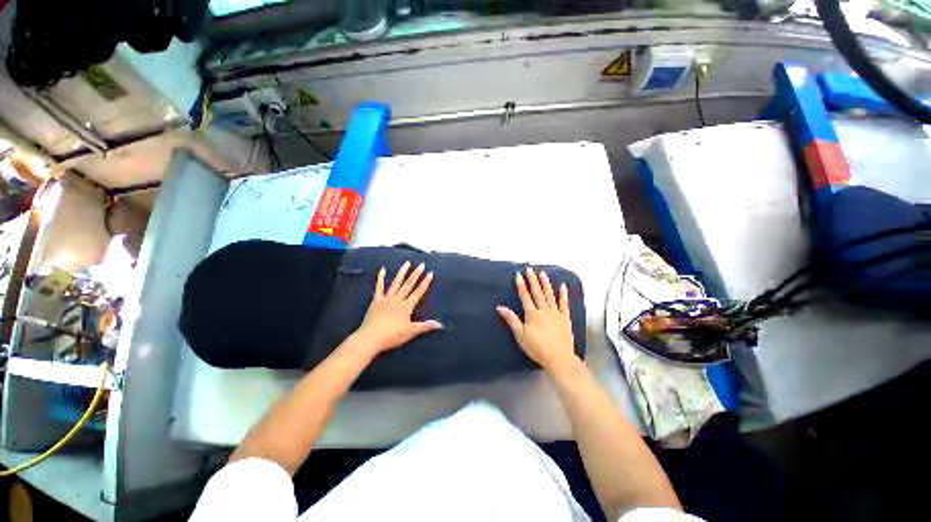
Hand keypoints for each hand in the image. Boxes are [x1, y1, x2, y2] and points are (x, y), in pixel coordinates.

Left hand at [351, 261, 441, 355]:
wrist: (370, 338)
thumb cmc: (392, 336)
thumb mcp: (411, 332)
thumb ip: (425, 326)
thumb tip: (440, 324)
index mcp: (406, 306)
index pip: (418, 292)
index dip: (425, 283)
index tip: (430, 273)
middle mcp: (397, 299)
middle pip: (408, 285)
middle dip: (416, 274)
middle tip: (421, 264)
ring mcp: (386, 299)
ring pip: (396, 283)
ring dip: (402, 272)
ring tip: (406, 263)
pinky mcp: (376, 301)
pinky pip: (379, 287)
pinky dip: (380, 278)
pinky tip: (382, 270)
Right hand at [497, 267, 579, 374]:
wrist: (559, 358)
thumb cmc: (537, 348)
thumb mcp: (520, 335)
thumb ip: (511, 320)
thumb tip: (500, 307)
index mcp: (532, 314)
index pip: (525, 296)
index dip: (521, 285)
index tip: (518, 275)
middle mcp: (544, 310)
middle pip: (537, 292)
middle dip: (532, 280)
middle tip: (530, 269)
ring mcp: (556, 313)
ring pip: (550, 295)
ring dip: (546, 283)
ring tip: (542, 273)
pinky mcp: (565, 318)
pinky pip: (564, 303)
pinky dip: (563, 294)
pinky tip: (563, 286)